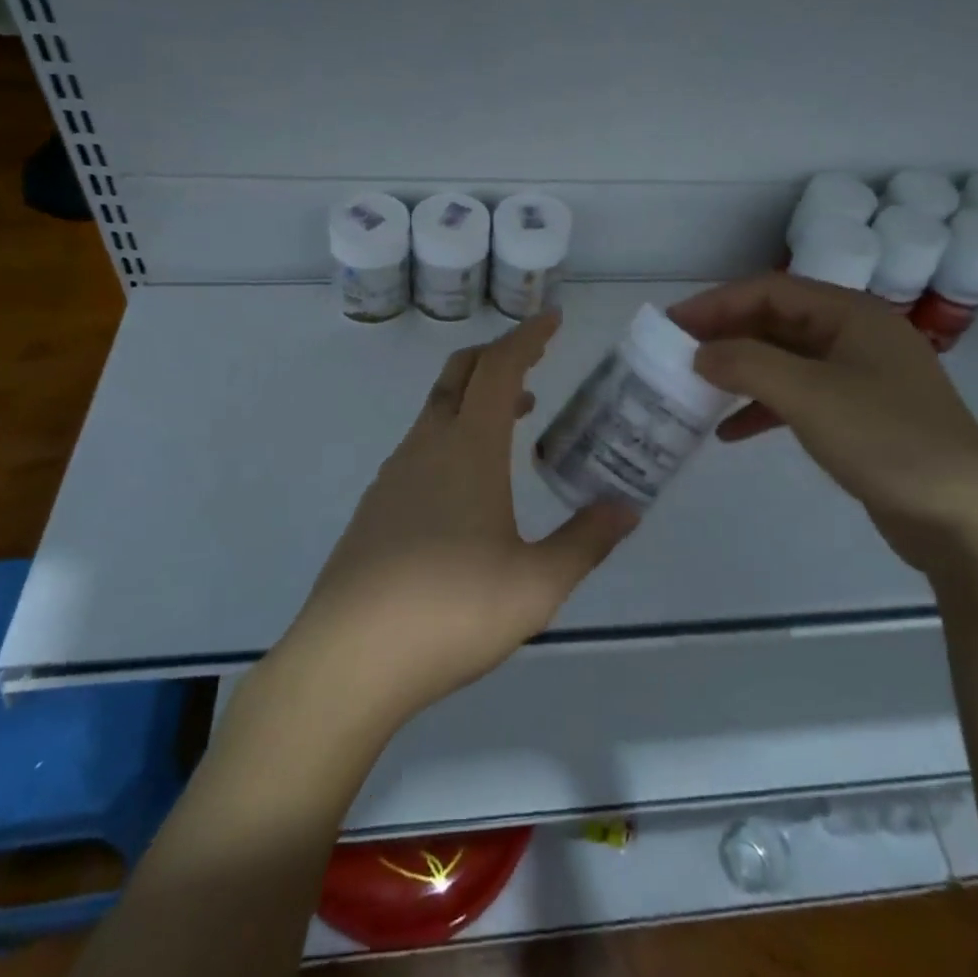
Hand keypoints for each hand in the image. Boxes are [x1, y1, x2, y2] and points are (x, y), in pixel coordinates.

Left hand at [279, 312, 639, 734]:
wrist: (349, 658)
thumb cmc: (452, 611)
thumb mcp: (537, 584)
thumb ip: (586, 541)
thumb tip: (628, 509)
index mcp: (469, 448)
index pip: (499, 369)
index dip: (527, 337)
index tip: (551, 319)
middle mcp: (427, 446)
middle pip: (460, 375)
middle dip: (498, 355)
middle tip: (535, 360)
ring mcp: (394, 474)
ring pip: (437, 411)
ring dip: (477, 398)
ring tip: (516, 418)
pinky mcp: (376, 506)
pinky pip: (421, 445)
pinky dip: (454, 434)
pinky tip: (468, 482)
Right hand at [670, 274, 977, 574]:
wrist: (963, 516)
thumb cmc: (887, 440)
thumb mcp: (809, 395)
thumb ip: (747, 365)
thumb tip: (698, 353)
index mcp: (852, 314)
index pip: (771, 290)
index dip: (717, 302)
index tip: (672, 323)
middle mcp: (855, 336)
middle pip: (776, 322)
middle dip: (725, 336)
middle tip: (676, 354)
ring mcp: (859, 377)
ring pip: (784, 361)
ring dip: (739, 372)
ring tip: (695, 389)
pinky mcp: (858, 416)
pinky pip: (797, 398)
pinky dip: (761, 409)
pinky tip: (728, 433)